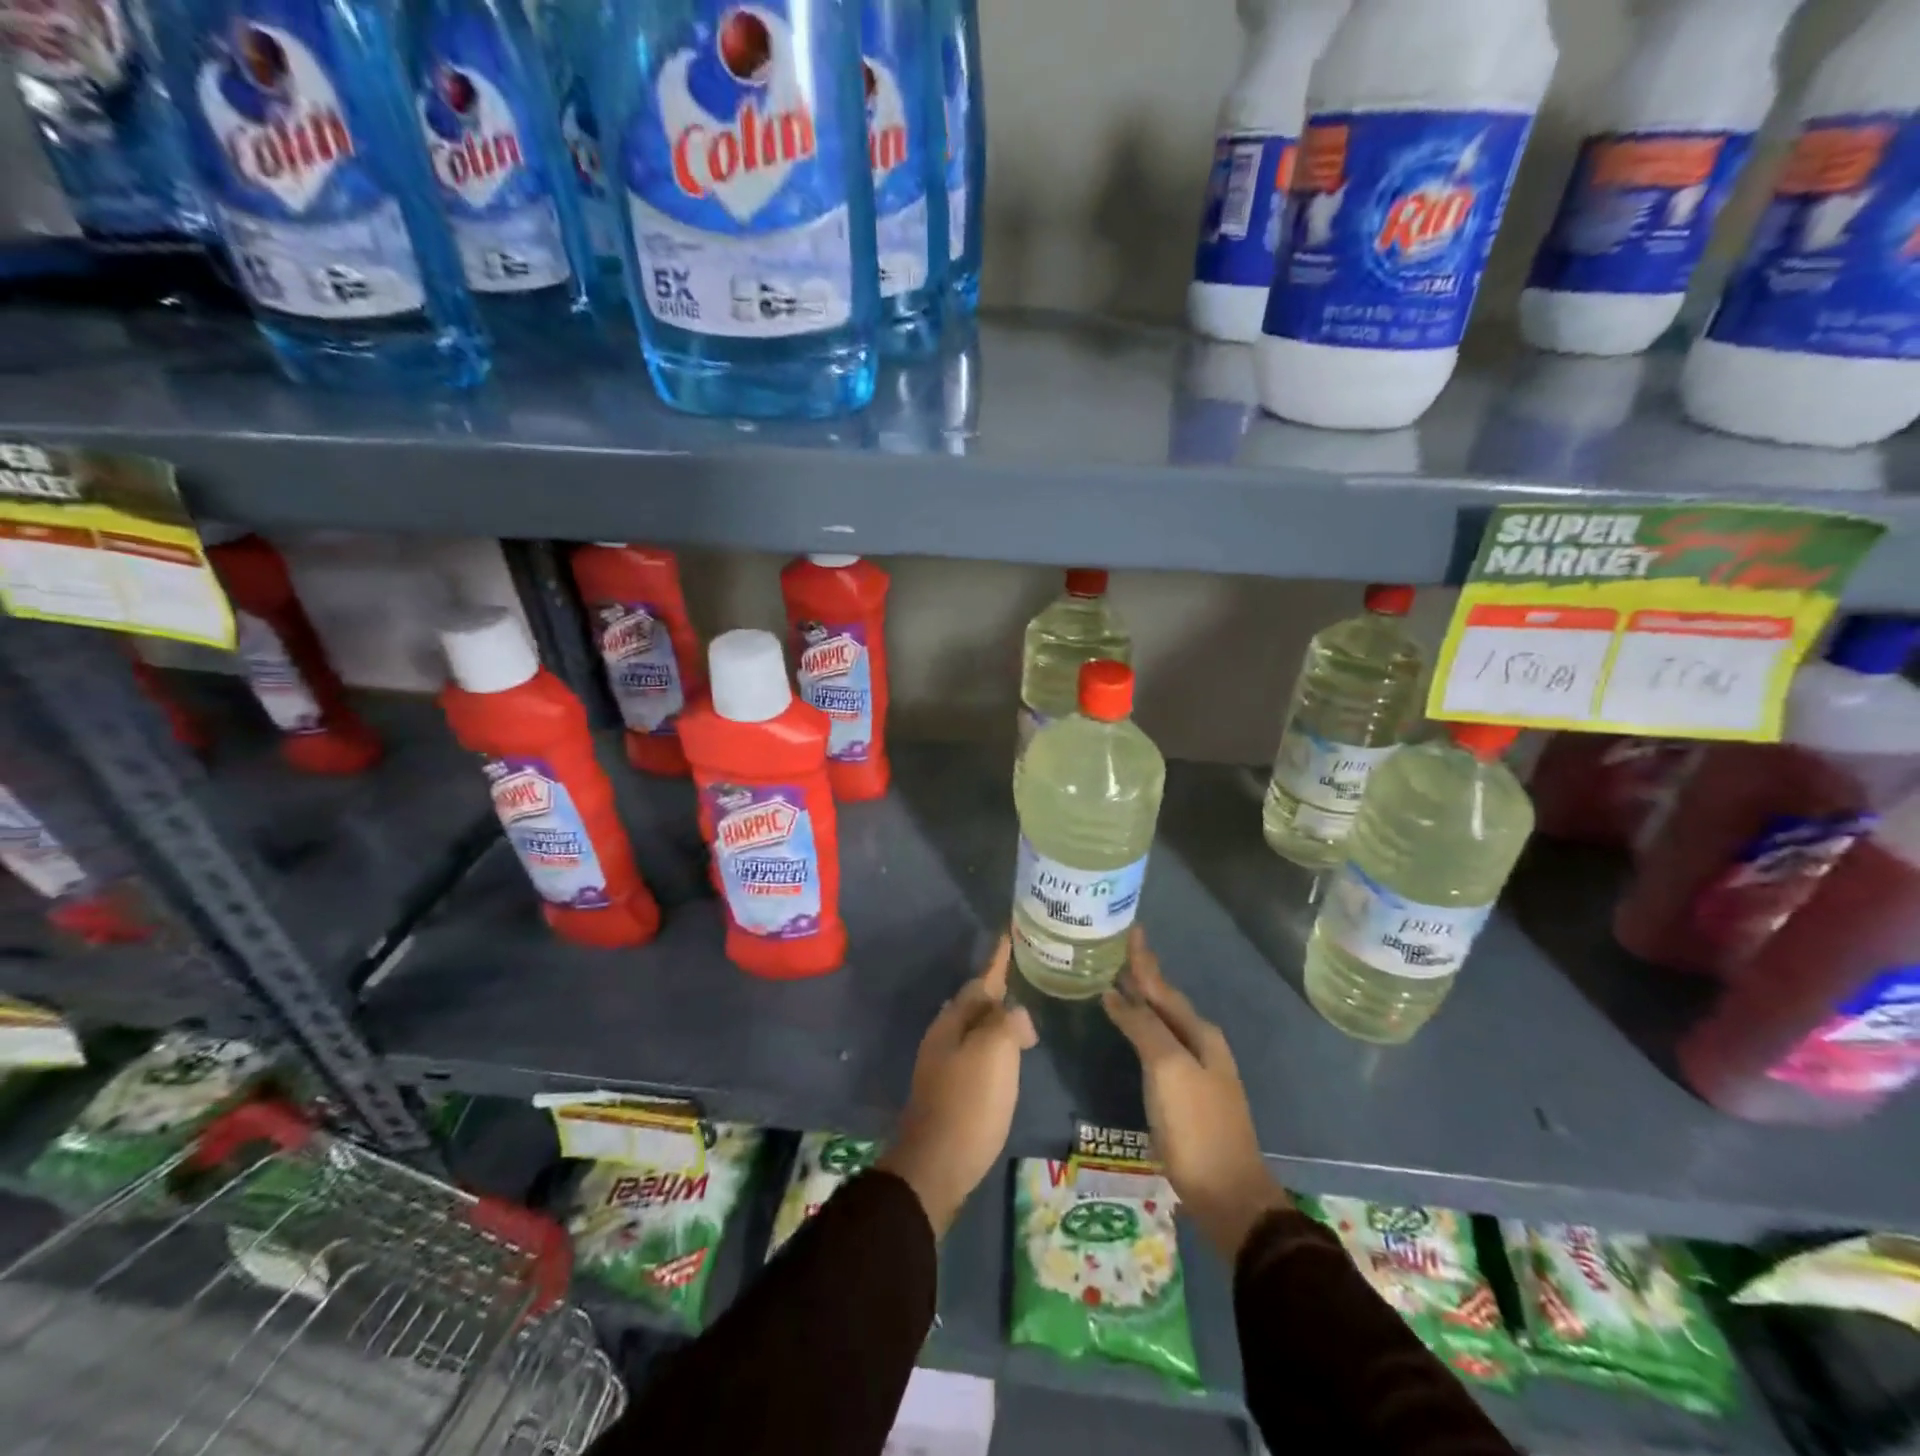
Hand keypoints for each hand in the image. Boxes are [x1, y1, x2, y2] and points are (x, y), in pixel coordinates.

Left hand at [878, 936, 1036, 1237]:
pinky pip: (978, 1052)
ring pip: (975, 1027)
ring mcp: (945, 1064)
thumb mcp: (995, 1053)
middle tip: (1025, 975)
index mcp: (953, 1020)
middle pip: (975, 1001)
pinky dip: (996, 1045)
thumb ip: (1008, 1022)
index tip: (1009, 933)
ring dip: (997, 1017)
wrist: (936, 1166)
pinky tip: (1009, 1054)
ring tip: (1022, 1012)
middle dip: (998, 988)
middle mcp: (945, 1035)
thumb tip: (1016, 1015)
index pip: (982, 980)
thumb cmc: (969, 1103)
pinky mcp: (952, 1090)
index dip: (998, 958)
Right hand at [1103, 926, 1289, 1260]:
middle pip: (1165, 1000)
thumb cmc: (1196, 1125)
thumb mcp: (1167, 1069)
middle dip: (1143, 975)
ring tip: (1118, 981)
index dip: (1144, 960)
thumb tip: (1116, 993)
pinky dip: (1142, 1027)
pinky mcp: (1185, 1093)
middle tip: (1117, 950)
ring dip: (1142, 1000)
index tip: (1130, 929)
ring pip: (1163, 1022)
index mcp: (1199, 1032)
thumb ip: (1143, 1027)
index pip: (1163, 986)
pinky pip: (1159, 1044)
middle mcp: (1201, 1043)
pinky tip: (1132, 1030)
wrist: (1228, 1193)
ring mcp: (1195, 1069)